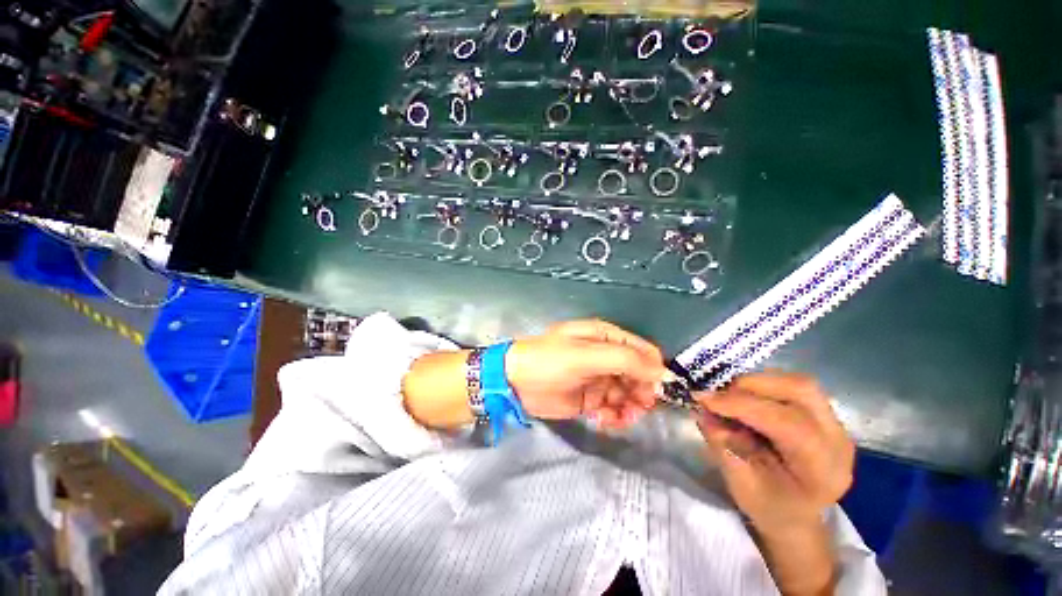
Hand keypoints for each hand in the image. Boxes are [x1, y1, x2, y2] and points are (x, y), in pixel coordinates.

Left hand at [506, 320, 667, 428]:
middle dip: (642, 392)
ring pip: (628, 394)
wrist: (516, 382)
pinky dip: (614, 416)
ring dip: (630, 408)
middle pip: (638, 375)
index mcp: (606, 337)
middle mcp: (605, 356)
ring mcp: (599, 378)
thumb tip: (660, 372)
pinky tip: (604, 421)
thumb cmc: (550, 361)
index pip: (643, 351)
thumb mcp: (586, 355)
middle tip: (638, 408)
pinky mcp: (591, 398)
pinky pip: (613, 408)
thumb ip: (624, 360)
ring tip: (621, 418)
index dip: (653, 370)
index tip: (657, 391)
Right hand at [695, 373, 853, 595]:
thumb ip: (724, 444)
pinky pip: (793, 385)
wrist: (796, 514)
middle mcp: (837, 440)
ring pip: (797, 382)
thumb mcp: (740, 484)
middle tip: (719, 396)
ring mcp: (835, 424)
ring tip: (731, 397)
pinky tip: (747, 400)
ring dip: (756, 383)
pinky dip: (763, 385)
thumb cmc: (768, 506)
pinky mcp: (824, 413)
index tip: (703, 399)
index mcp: (823, 470)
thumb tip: (704, 410)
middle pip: (801, 390)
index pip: (787, 423)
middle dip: (751, 385)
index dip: (741, 405)